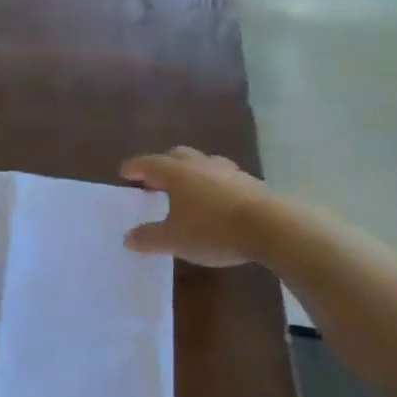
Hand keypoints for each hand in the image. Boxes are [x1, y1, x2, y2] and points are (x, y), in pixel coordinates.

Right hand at [119, 147, 274, 267]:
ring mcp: (228, 171)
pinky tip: (215, 201)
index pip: (149, 164)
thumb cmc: (213, 230)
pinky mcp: (250, 183)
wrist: (271, 227)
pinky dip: (212, 185)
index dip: (135, 168)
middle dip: (163, 165)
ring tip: (186, 190)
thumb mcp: (174, 240)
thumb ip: (149, 238)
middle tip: (154, 180)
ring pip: (203, 164)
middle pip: (177, 156)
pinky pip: (223, 177)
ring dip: (190, 173)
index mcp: (176, 174)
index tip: (125, 173)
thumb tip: (128, 237)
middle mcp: (200, 165)